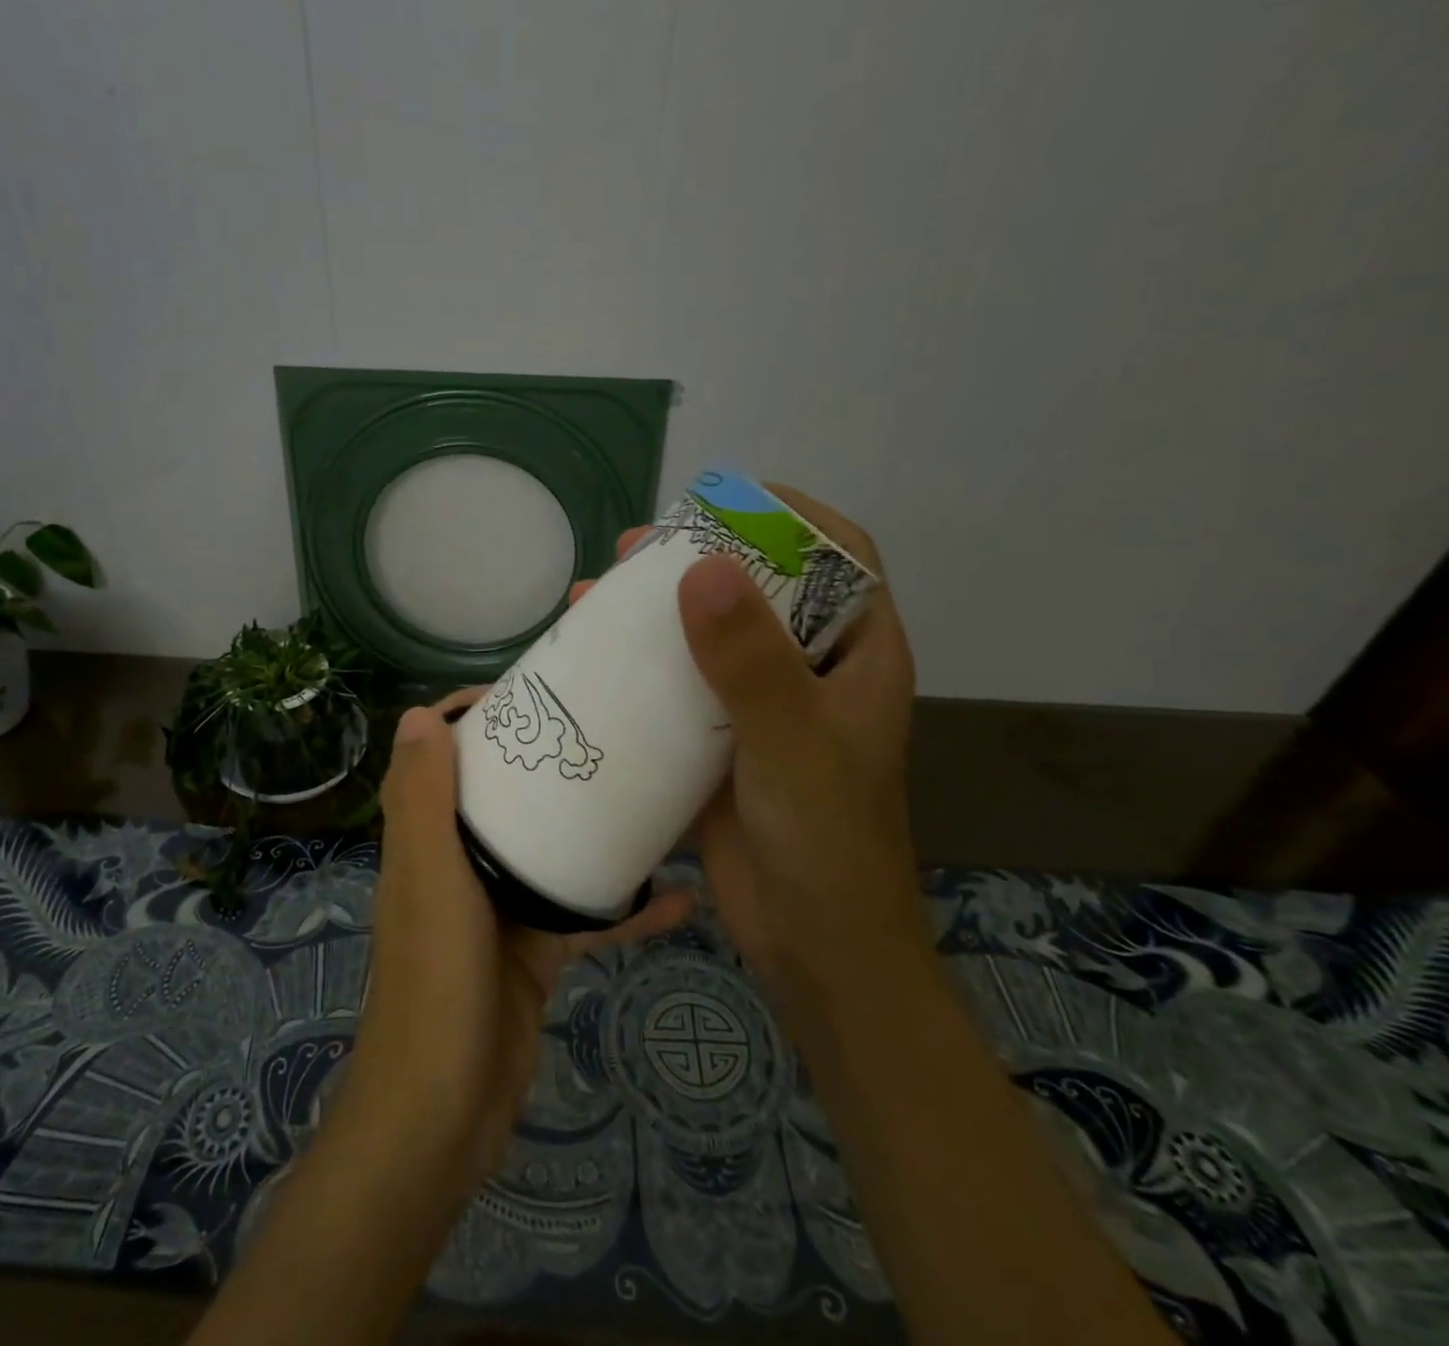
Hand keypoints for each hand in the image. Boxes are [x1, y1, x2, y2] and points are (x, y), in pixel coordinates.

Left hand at [340, 695, 693, 1194]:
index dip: (469, 718)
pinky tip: (679, 897)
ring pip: (547, 849)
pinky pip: (583, 915)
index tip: (527, 693)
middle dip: (541, 762)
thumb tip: (418, 714)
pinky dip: (624, 909)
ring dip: (588, 826)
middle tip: (602, 731)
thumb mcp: (430, 878)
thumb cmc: (434, 981)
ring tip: (647, 793)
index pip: (438, 757)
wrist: (445, 1112)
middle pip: (500, 794)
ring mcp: (498, 908)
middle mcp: (458, 863)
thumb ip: (421, 800)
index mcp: (426, 838)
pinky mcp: (535, 950)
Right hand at [574, 488, 919, 993]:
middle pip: (761, 590)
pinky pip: (679, 688)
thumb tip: (702, 568)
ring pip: (712, 637)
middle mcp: (811, 671)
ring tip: (599, 594)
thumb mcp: (792, 742)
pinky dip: (641, 669)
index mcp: (857, 655)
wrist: (813, 946)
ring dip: (660, 612)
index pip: (841, 556)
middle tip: (637, 550)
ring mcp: (762, 708)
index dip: (789, 517)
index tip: (723, 502)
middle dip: (703, 559)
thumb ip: (751, 661)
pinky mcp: (719, 743)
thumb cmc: (826, 841)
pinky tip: (592, 661)